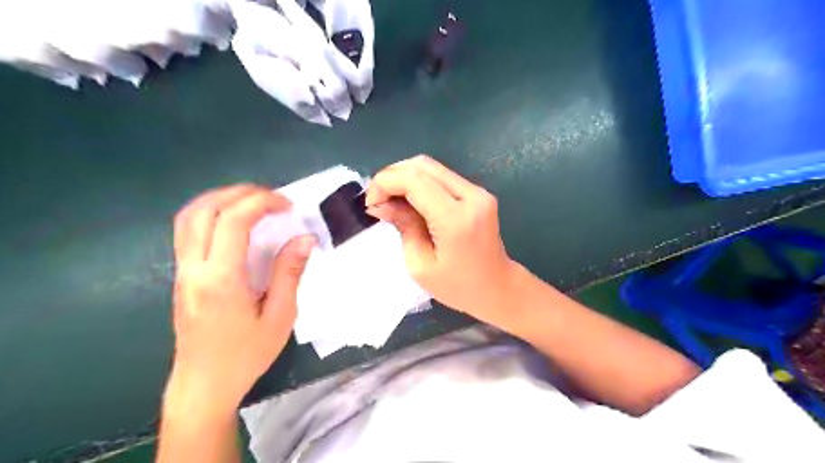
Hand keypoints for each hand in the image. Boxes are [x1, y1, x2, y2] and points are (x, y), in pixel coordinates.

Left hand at [167, 185, 315, 411]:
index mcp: (221, 279)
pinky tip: (233, 221)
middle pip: (205, 210)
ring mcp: (182, 271)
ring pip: (189, 216)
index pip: (234, 221)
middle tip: (272, 198)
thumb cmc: (246, 354)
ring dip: (221, 199)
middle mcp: (194, 269)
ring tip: (253, 202)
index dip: (261, 202)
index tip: (287, 205)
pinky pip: (187, 231)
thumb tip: (305, 238)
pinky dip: (210, 213)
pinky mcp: (181, 276)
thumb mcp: (280, 316)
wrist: (203, 385)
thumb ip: (290, 273)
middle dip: (240, 193)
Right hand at [366, 157, 512, 326]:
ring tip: (390, 200)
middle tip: (377, 200)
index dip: (385, 183)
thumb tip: (380, 203)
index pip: (414, 180)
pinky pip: (442, 177)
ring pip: (432, 167)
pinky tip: (410, 200)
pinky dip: (420, 183)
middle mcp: (471, 196)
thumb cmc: (457, 286)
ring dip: (405, 178)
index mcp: (456, 219)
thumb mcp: (420, 264)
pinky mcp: (478, 193)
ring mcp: (478, 192)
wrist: (497, 288)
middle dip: (392, 176)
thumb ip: (402, 226)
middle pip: (423, 166)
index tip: (371, 202)